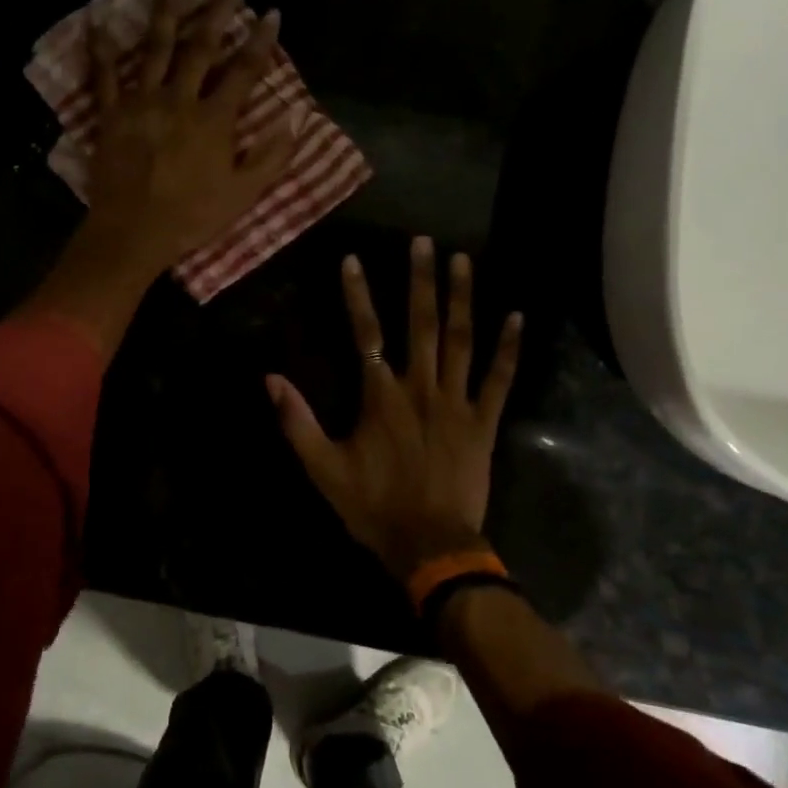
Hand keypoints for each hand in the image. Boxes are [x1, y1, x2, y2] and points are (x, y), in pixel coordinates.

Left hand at [18, 0, 294, 359]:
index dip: (260, 41)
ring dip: (168, 13)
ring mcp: (142, 103)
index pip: (243, 71)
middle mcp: (179, 100)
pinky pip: (103, 75)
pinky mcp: (111, 114)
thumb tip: (295, 118)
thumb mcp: (243, 194)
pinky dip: (100, 48)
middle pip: (200, 48)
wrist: (134, 233)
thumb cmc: (191, 217)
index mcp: (214, 119)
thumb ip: (271, 156)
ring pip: (156, 49)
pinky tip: (99, 20)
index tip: (272, 12)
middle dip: (217, 12)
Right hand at [267, 238, 522, 583]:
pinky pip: (499, 379)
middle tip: (424, 241)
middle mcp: (421, 388)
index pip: (366, 333)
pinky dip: (509, 348)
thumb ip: (296, 422)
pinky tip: (517, 316)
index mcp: (381, 397)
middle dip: (421, 280)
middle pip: (421, 324)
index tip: (353, 259)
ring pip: (461, 340)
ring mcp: (457, 403)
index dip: (357, 295)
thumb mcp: (323, 469)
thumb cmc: (374, 507)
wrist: (431, 546)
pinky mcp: (484, 422)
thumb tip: (270, 378)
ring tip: (463, 260)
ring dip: (461, 298)